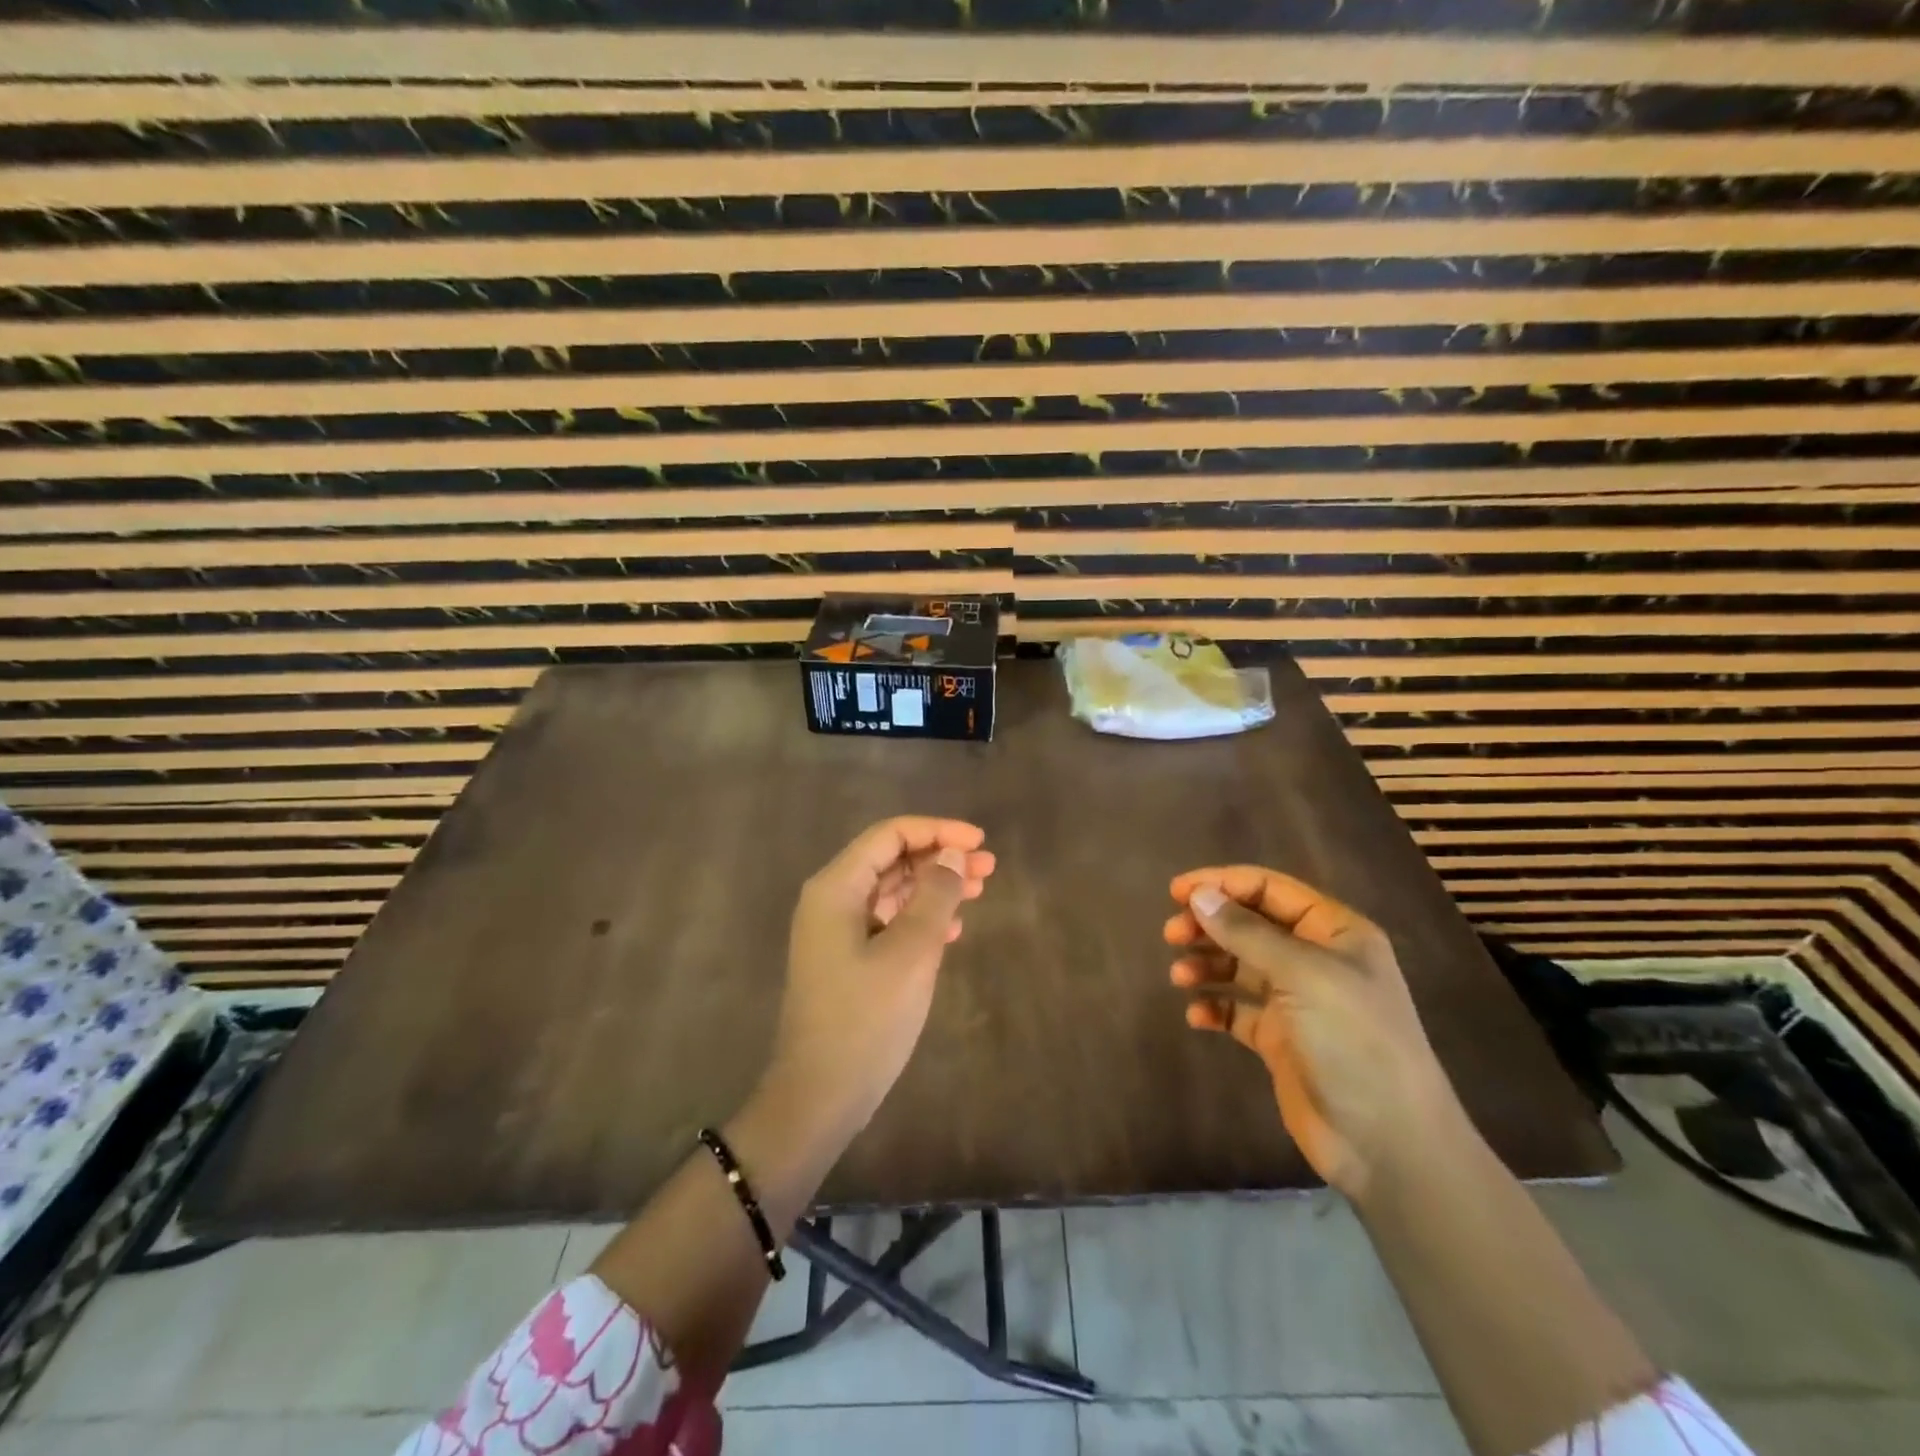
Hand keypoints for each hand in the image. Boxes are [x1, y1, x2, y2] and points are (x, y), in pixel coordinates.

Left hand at [765, 816, 994, 1134]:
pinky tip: (954, 930)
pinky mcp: (847, 959)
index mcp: (836, 888)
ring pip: (892, 891)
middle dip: (940, 858)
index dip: (937, 831)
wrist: (820, 1096)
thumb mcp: (911, 952)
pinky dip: (921, 918)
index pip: (889, 836)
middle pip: (891, 860)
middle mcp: (831, 900)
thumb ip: (934, 896)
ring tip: (979, 891)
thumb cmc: (865, 1018)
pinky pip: (888, 921)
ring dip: (934, 887)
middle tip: (988, 868)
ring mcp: (837, 932)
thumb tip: (952, 854)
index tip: (980, 841)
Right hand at [1165, 866, 1458, 1199]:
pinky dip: (1215, 1006)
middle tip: (1172, 936)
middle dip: (1209, 925)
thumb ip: (1246, 932)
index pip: (1270, 889)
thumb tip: (1199, 895)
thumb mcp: (1302, 975)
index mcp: (1334, 932)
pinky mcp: (1280, 1039)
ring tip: (1179, 977)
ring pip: (1240, 965)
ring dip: (1207, 964)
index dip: (1222, 884)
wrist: (1387, 1143)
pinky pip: (1237, 1009)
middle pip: (1250, 924)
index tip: (1177, 892)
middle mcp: (1315, 959)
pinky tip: (1197, 1015)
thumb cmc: (1354, 1041)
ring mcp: (1297, 1001)